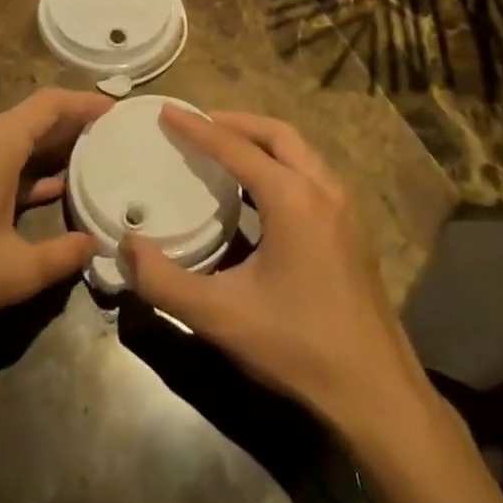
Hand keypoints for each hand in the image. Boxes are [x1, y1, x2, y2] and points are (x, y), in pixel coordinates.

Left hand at [0, 89, 111, 342]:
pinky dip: (24, 168)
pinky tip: (46, 191)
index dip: (87, 102)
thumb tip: (94, 245)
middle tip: (113, 138)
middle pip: (33, 118)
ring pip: (13, 140)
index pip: (51, 103)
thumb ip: (61, 256)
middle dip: (73, 125)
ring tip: (89, 162)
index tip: (118, 110)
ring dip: (48, 149)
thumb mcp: (14, 271)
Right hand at [120, 108, 430, 438]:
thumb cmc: (297, 346)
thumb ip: (164, 281)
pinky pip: (312, 174)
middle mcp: (323, 190)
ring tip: (225, 148)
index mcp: (293, 198)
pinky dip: (281, 163)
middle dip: (236, 123)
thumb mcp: (220, 316)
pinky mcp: (352, 229)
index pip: (236, 148)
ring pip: (300, 152)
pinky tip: (259, 192)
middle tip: (199, 124)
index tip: (167, 110)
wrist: (376, 392)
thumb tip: (126, 247)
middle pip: (277, 134)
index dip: (197, 128)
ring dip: (262, 141)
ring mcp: (344, 208)